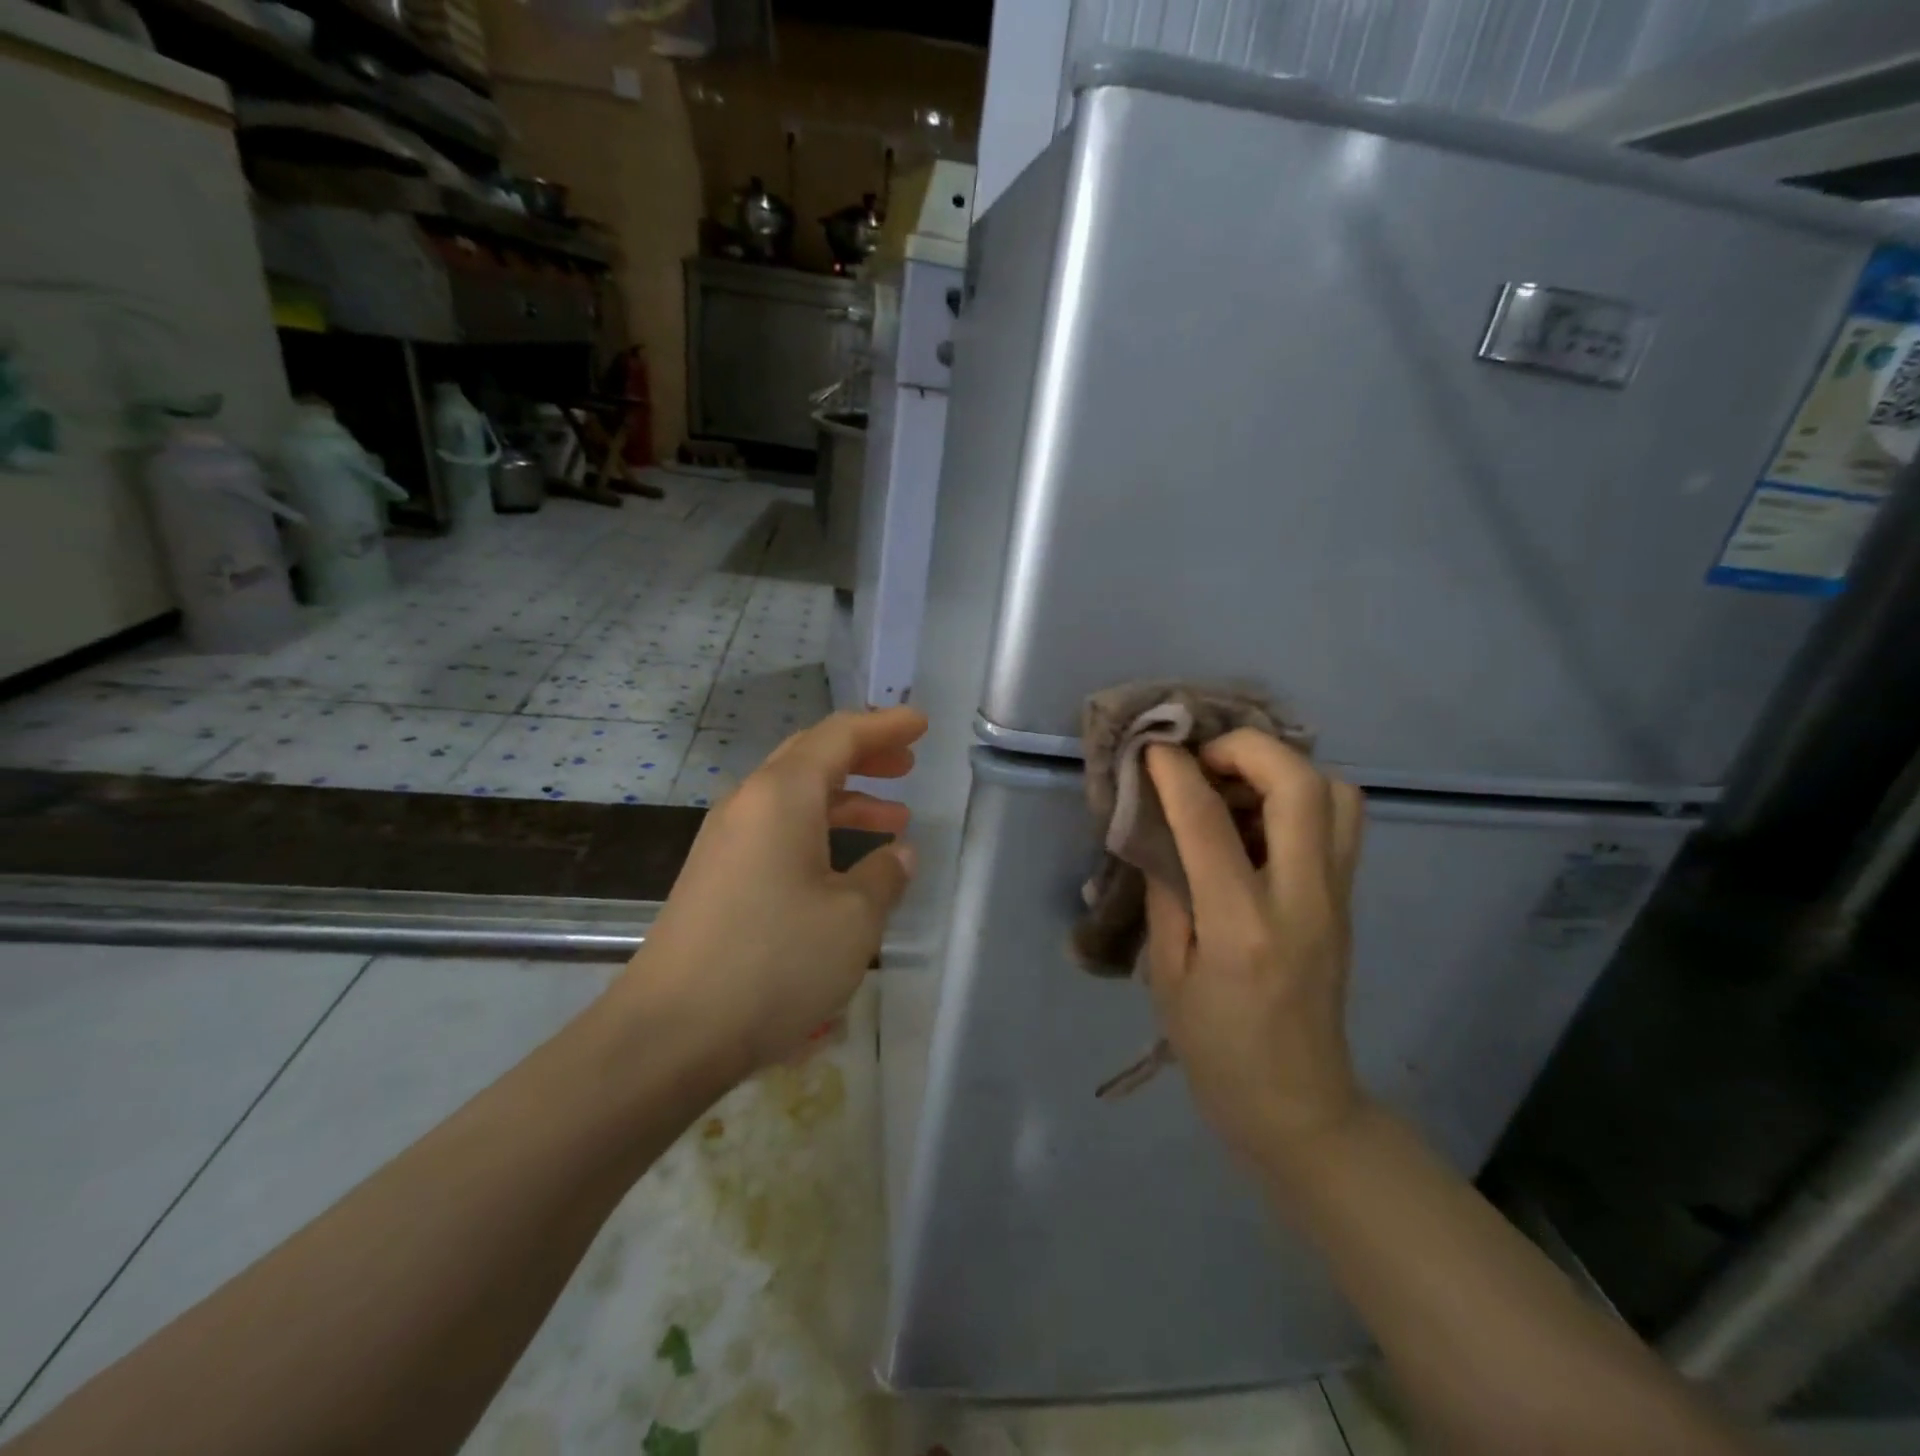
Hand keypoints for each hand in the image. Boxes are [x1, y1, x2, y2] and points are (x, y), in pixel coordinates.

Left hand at [613, 707, 924, 1081]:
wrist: (670, 1033)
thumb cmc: (774, 962)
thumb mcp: (853, 919)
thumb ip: (885, 876)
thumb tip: (899, 854)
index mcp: (782, 795)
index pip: (839, 737)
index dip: (884, 726)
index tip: (920, 724)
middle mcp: (748, 804)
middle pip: (811, 757)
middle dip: (863, 756)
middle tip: (907, 765)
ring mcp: (726, 841)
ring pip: (794, 797)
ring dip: (845, 799)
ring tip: (893, 820)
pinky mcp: (717, 876)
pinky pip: (777, 830)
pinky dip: (818, 830)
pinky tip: (843, 865)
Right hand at [1143, 732, 1365, 1167]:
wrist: (1300, 1106)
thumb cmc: (1217, 1050)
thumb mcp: (1167, 975)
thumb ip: (1166, 893)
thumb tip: (1159, 830)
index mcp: (1242, 927)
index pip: (1209, 823)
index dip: (1177, 772)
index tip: (1153, 748)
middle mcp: (1303, 899)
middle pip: (1301, 785)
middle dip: (1246, 749)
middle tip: (1202, 759)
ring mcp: (1337, 897)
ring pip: (1337, 793)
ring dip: (1282, 769)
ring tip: (1231, 784)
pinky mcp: (1347, 900)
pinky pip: (1339, 821)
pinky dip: (1299, 795)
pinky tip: (1255, 817)